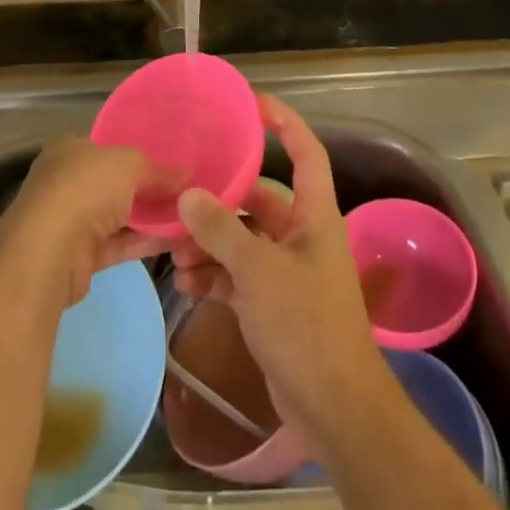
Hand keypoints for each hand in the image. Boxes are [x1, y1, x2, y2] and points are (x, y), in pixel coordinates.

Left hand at [0, 137, 170, 306]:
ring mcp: (72, 220)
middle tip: (187, 189)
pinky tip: (177, 239)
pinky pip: (120, 243)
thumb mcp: (130, 164)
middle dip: (149, 187)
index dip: (139, 152)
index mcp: (71, 149)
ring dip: (151, 217)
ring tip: (190, 215)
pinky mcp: (81, 256)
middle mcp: (68, 181)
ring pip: (120, 214)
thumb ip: (159, 170)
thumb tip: (187, 175)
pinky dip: (145, 241)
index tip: (172, 160)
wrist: (49, 252)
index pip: (109, 147)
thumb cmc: (85, 189)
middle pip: (116, 182)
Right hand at [171, 95, 388, 454]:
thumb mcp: (259, 271)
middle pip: (259, 199)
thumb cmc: (305, 324)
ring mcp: (287, 270)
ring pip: (243, 239)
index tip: (253, 103)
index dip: (284, 122)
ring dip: (211, 243)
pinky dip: (215, 275)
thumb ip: (222, 230)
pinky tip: (187, 285)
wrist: (333, 407)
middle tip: (182, 198)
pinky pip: (238, 274)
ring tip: (176, 252)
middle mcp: (302, 235)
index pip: (305, 152)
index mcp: (314, 215)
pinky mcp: (272, 303)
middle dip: (221, 200)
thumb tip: (189, 194)